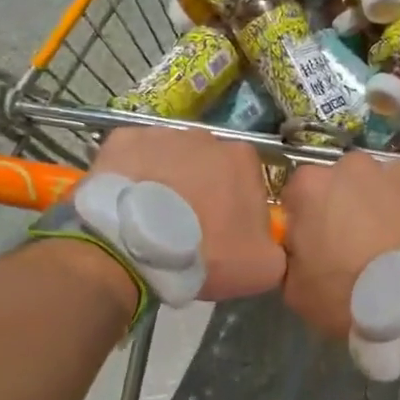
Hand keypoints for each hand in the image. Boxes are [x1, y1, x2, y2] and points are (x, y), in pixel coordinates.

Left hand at [89, 126, 283, 300]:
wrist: (135, 248)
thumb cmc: (206, 253)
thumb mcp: (264, 267)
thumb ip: (277, 246)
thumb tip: (268, 238)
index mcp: (243, 158)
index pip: (248, 180)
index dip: (237, 207)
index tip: (223, 233)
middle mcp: (206, 136)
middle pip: (209, 165)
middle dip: (202, 190)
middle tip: (186, 227)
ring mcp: (162, 133)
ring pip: (171, 159)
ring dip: (168, 181)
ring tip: (152, 218)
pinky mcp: (123, 139)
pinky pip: (134, 156)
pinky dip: (133, 174)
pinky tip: (127, 202)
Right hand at [281, 152, 399, 339]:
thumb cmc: (349, 297)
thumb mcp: (296, 289)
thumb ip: (291, 255)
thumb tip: (300, 246)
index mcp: (311, 186)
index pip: (298, 196)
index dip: (307, 221)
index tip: (318, 246)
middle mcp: (353, 166)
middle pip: (343, 183)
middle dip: (348, 207)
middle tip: (359, 246)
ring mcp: (398, 170)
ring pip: (384, 186)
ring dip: (385, 207)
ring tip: (397, 246)